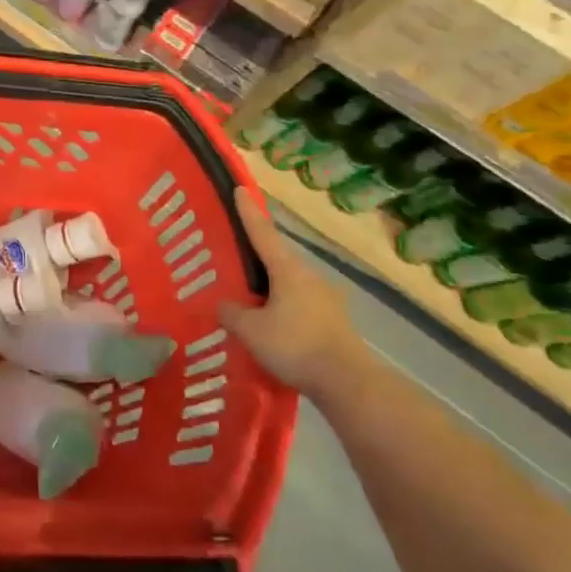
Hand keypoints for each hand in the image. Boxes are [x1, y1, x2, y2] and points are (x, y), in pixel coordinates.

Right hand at [219, 187, 367, 395]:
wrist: (347, 382)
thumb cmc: (295, 345)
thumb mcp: (251, 330)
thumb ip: (232, 313)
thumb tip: (222, 303)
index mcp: (288, 270)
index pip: (262, 233)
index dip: (248, 212)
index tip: (240, 189)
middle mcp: (310, 276)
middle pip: (278, 259)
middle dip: (258, 257)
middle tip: (236, 257)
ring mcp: (327, 299)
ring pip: (291, 283)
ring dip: (272, 287)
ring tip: (252, 298)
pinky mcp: (335, 322)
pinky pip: (301, 304)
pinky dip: (285, 308)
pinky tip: (274, 324)